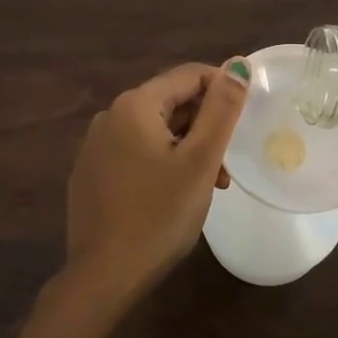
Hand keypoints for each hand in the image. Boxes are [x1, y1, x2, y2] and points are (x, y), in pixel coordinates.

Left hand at [65, 61, 250, 301]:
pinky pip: (134, 153)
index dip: (223, 90)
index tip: (246, 120)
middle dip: (204, 127)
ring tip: (209, 186)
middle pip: (169, 103)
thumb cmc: (160, 215)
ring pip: (154, 132)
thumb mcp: (200, 161)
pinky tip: (174, 195)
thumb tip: (237, 64)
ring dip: (187, 149)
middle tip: (226, 166)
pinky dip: (161, 163)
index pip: (188, 76)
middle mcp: (109, 116)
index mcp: (134, 105)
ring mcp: (94, 146)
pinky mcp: (90, 173)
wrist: (105, 274)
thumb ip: (221, 110)